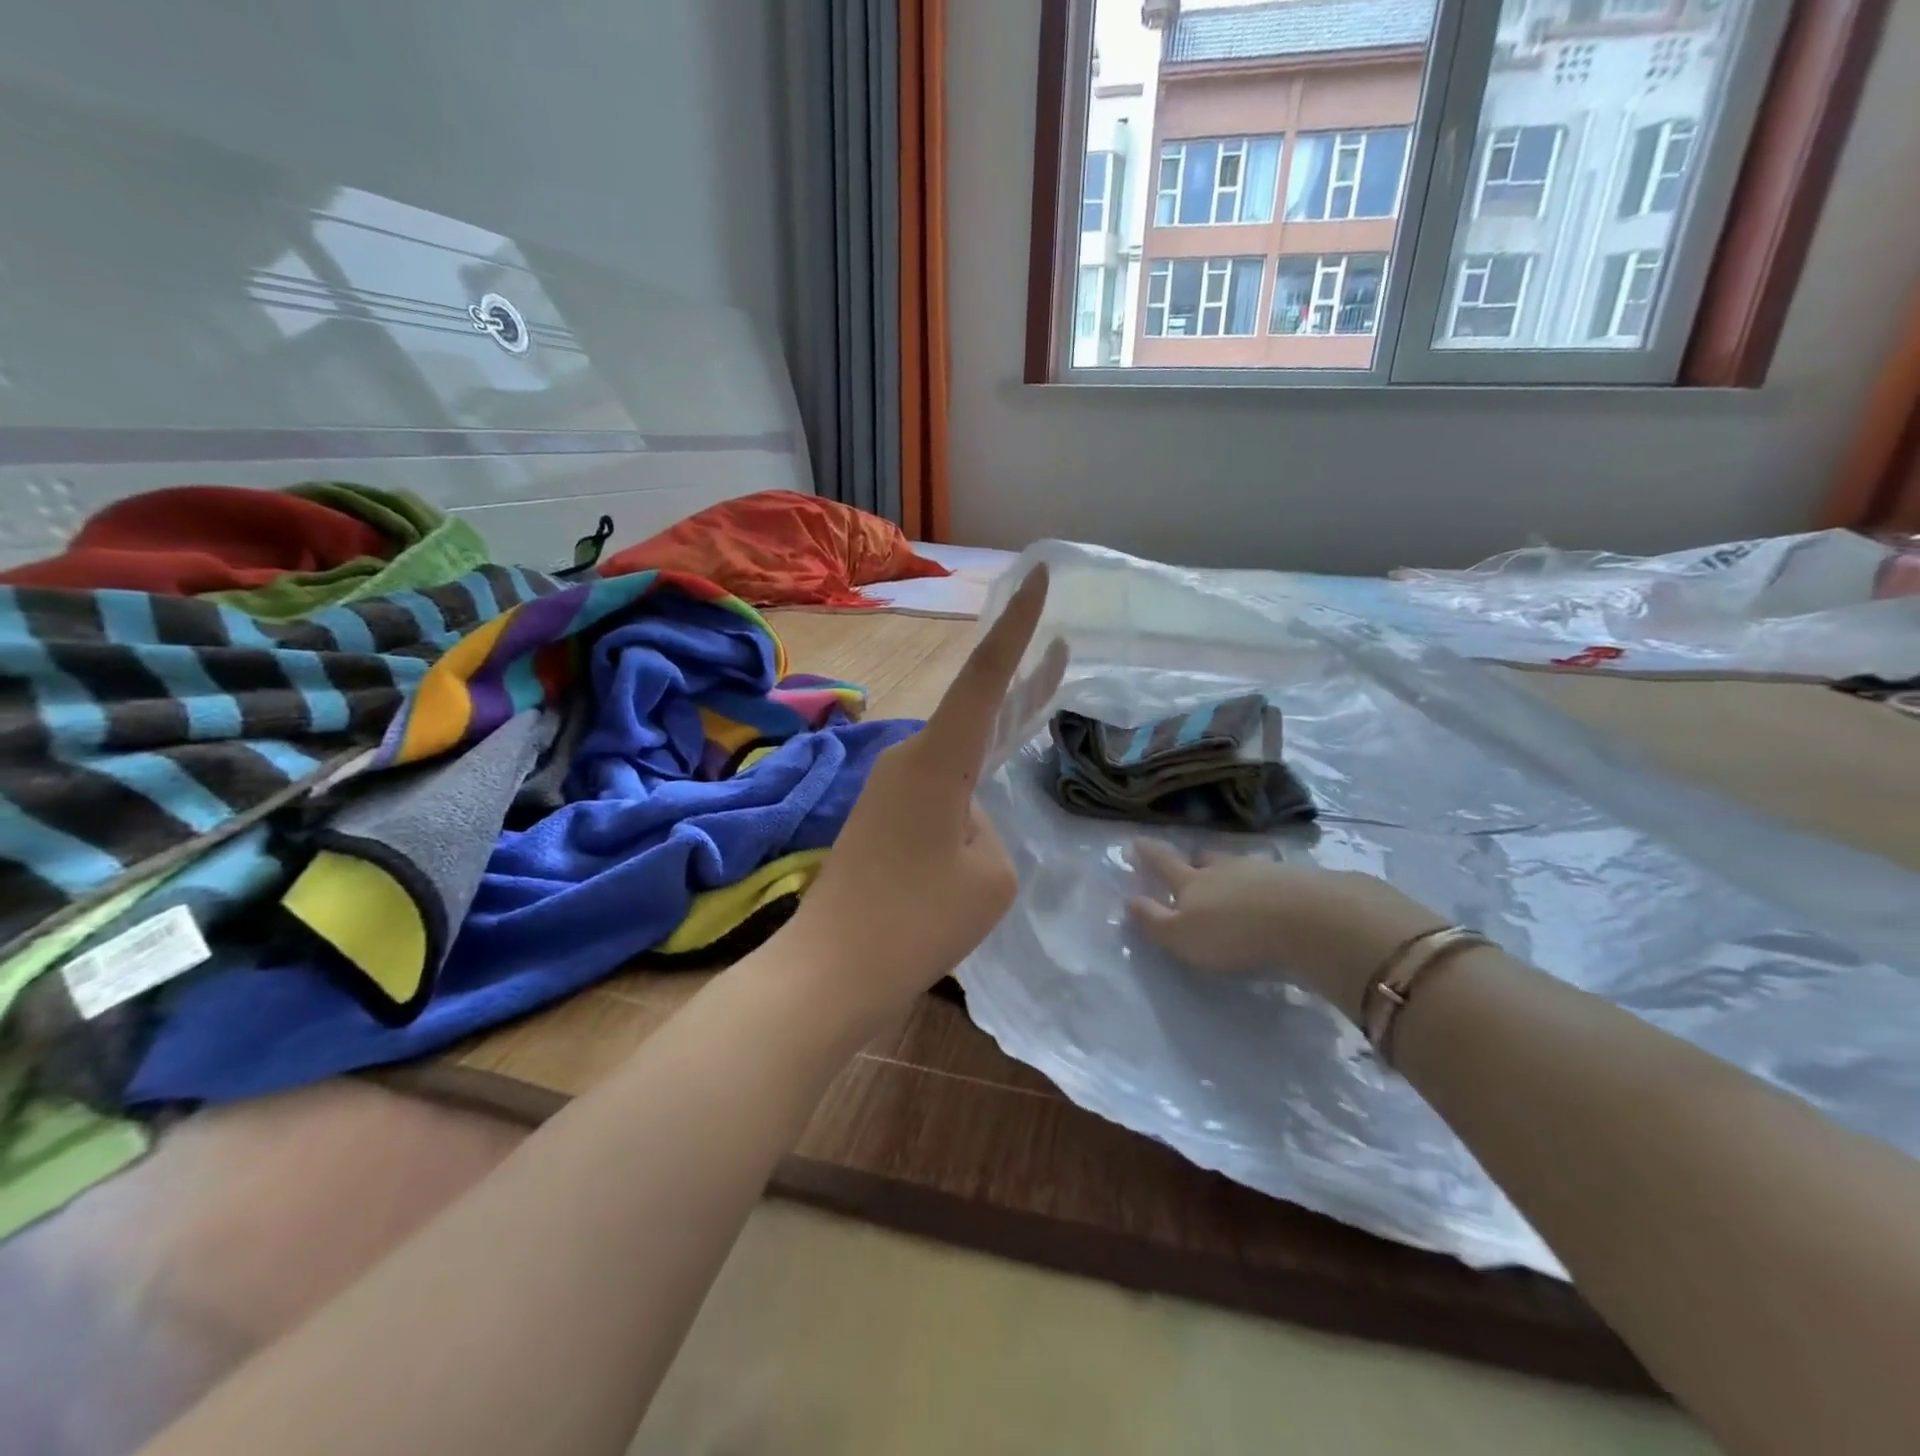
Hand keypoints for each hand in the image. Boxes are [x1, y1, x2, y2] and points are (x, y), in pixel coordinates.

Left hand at [785, 566, 1066, 1027]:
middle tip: (1060, 652)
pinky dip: (971, 785)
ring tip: (1033, 726)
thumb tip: (964, 820)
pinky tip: (984, 812)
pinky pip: (940, 788)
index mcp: (937, 759)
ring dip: (995, 745)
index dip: (1016, 627)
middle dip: (1021, 685)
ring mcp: (890, 790)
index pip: (985, 677)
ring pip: (958, 757)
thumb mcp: (989, 875)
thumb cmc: (918, 920)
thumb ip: (989, 830)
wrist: (833, 971)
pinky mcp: (881, 820)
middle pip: (975, 711)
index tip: (1036, 576)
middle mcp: (908, 760)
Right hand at [1128, 840, 1444, 1022]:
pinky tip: (1273, 894)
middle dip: (1194, 860)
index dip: (1148, 853)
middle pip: (1205, 859)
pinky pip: (1274, 877)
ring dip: (1232, 871)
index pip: (1164, 863)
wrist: (1310, 920)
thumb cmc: (1235, 933)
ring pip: (1240, 865)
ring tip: (1233, 880)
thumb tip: (1128, 899)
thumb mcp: (1183, 937)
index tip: (1136, 841)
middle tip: (1191, 861)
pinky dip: (1267, 883)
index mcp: (1192, 882)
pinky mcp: (1300, 880)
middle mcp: (1225, 869)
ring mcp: (1264, 870)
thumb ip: (1154, 921)